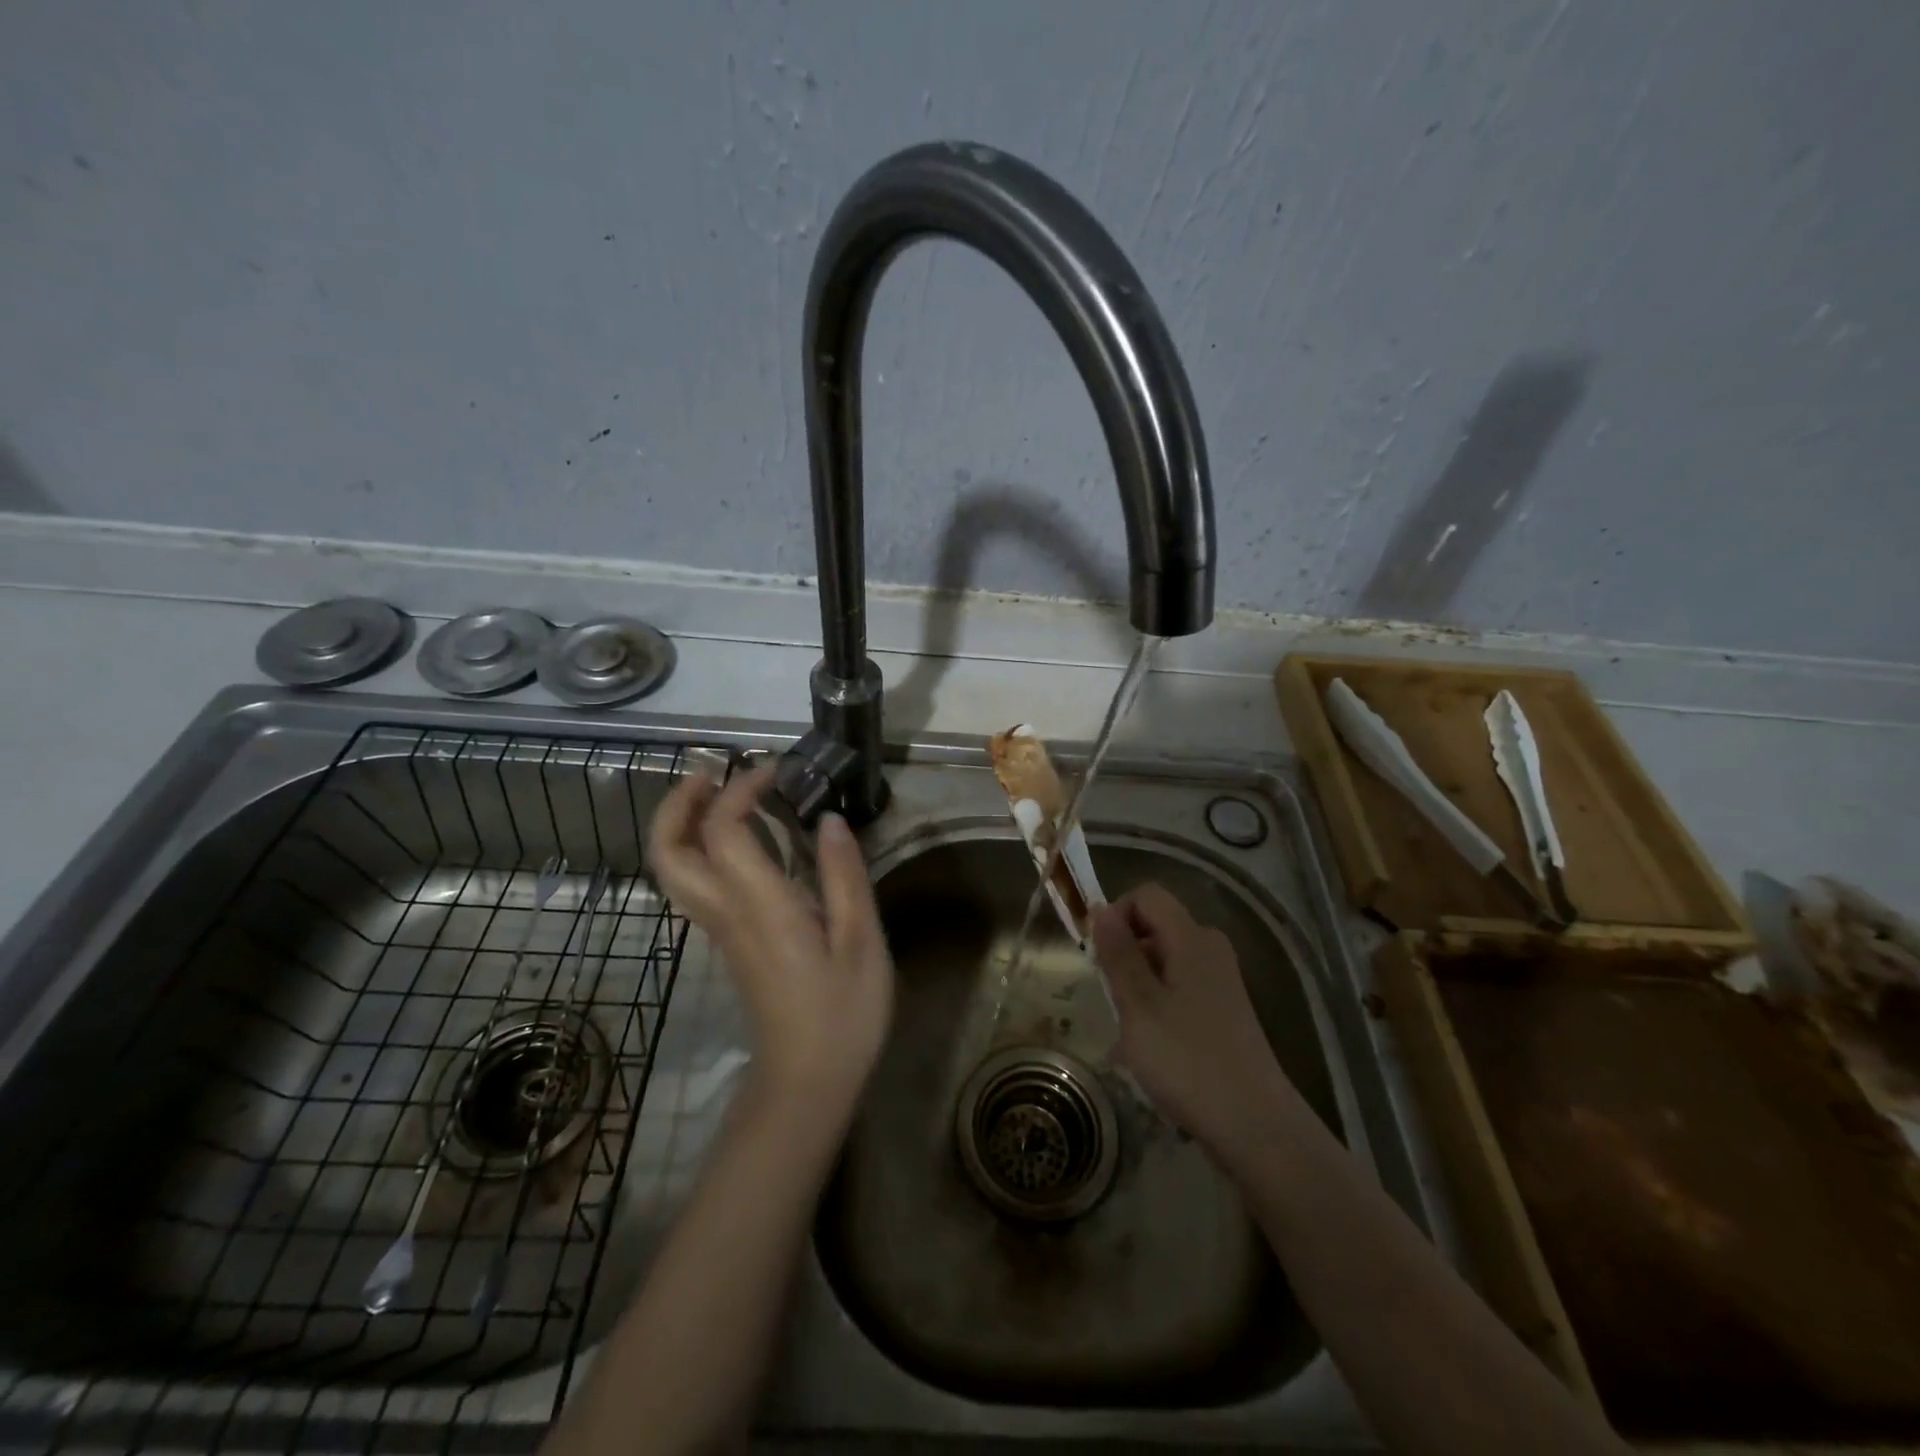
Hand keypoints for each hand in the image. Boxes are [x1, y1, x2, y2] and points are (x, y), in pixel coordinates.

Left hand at [647, 763, 893, 1111]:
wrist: (807, 1082)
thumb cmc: (843, 1012)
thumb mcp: (861, 941)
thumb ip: (844, 875)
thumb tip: (828, 820)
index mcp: (760, 906)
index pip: (724, 831)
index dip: (740, 790)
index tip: (775, 771)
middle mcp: (727, 912)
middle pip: (670, 852)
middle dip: (678, 803)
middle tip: (712, 773)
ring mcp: (721, 930)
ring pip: (675, 870)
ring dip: (684, 823)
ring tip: (723, 795)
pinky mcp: (728, 943)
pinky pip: (697, 883)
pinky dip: (703, 848)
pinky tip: (746, 841)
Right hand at [1090, 883, 1294, 1155]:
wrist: (1254, 1126)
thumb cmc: (1187, 1060)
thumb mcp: (1138, 1004)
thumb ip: (1118, 953)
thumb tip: (1100, 908)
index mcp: (1192, 938)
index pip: (1146, 896)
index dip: (1115, 915)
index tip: (1097, 957)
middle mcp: (1210, 949)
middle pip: (1155, 926)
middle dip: (1124, 954)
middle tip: (1109, 999)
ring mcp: (1220, 981)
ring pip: (1163, 961)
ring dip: (1136, 985)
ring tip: (1125, 1031)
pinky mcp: (1223, 1010)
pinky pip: (1178, 988)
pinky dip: (1156, 1005)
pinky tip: (1147, 1047)